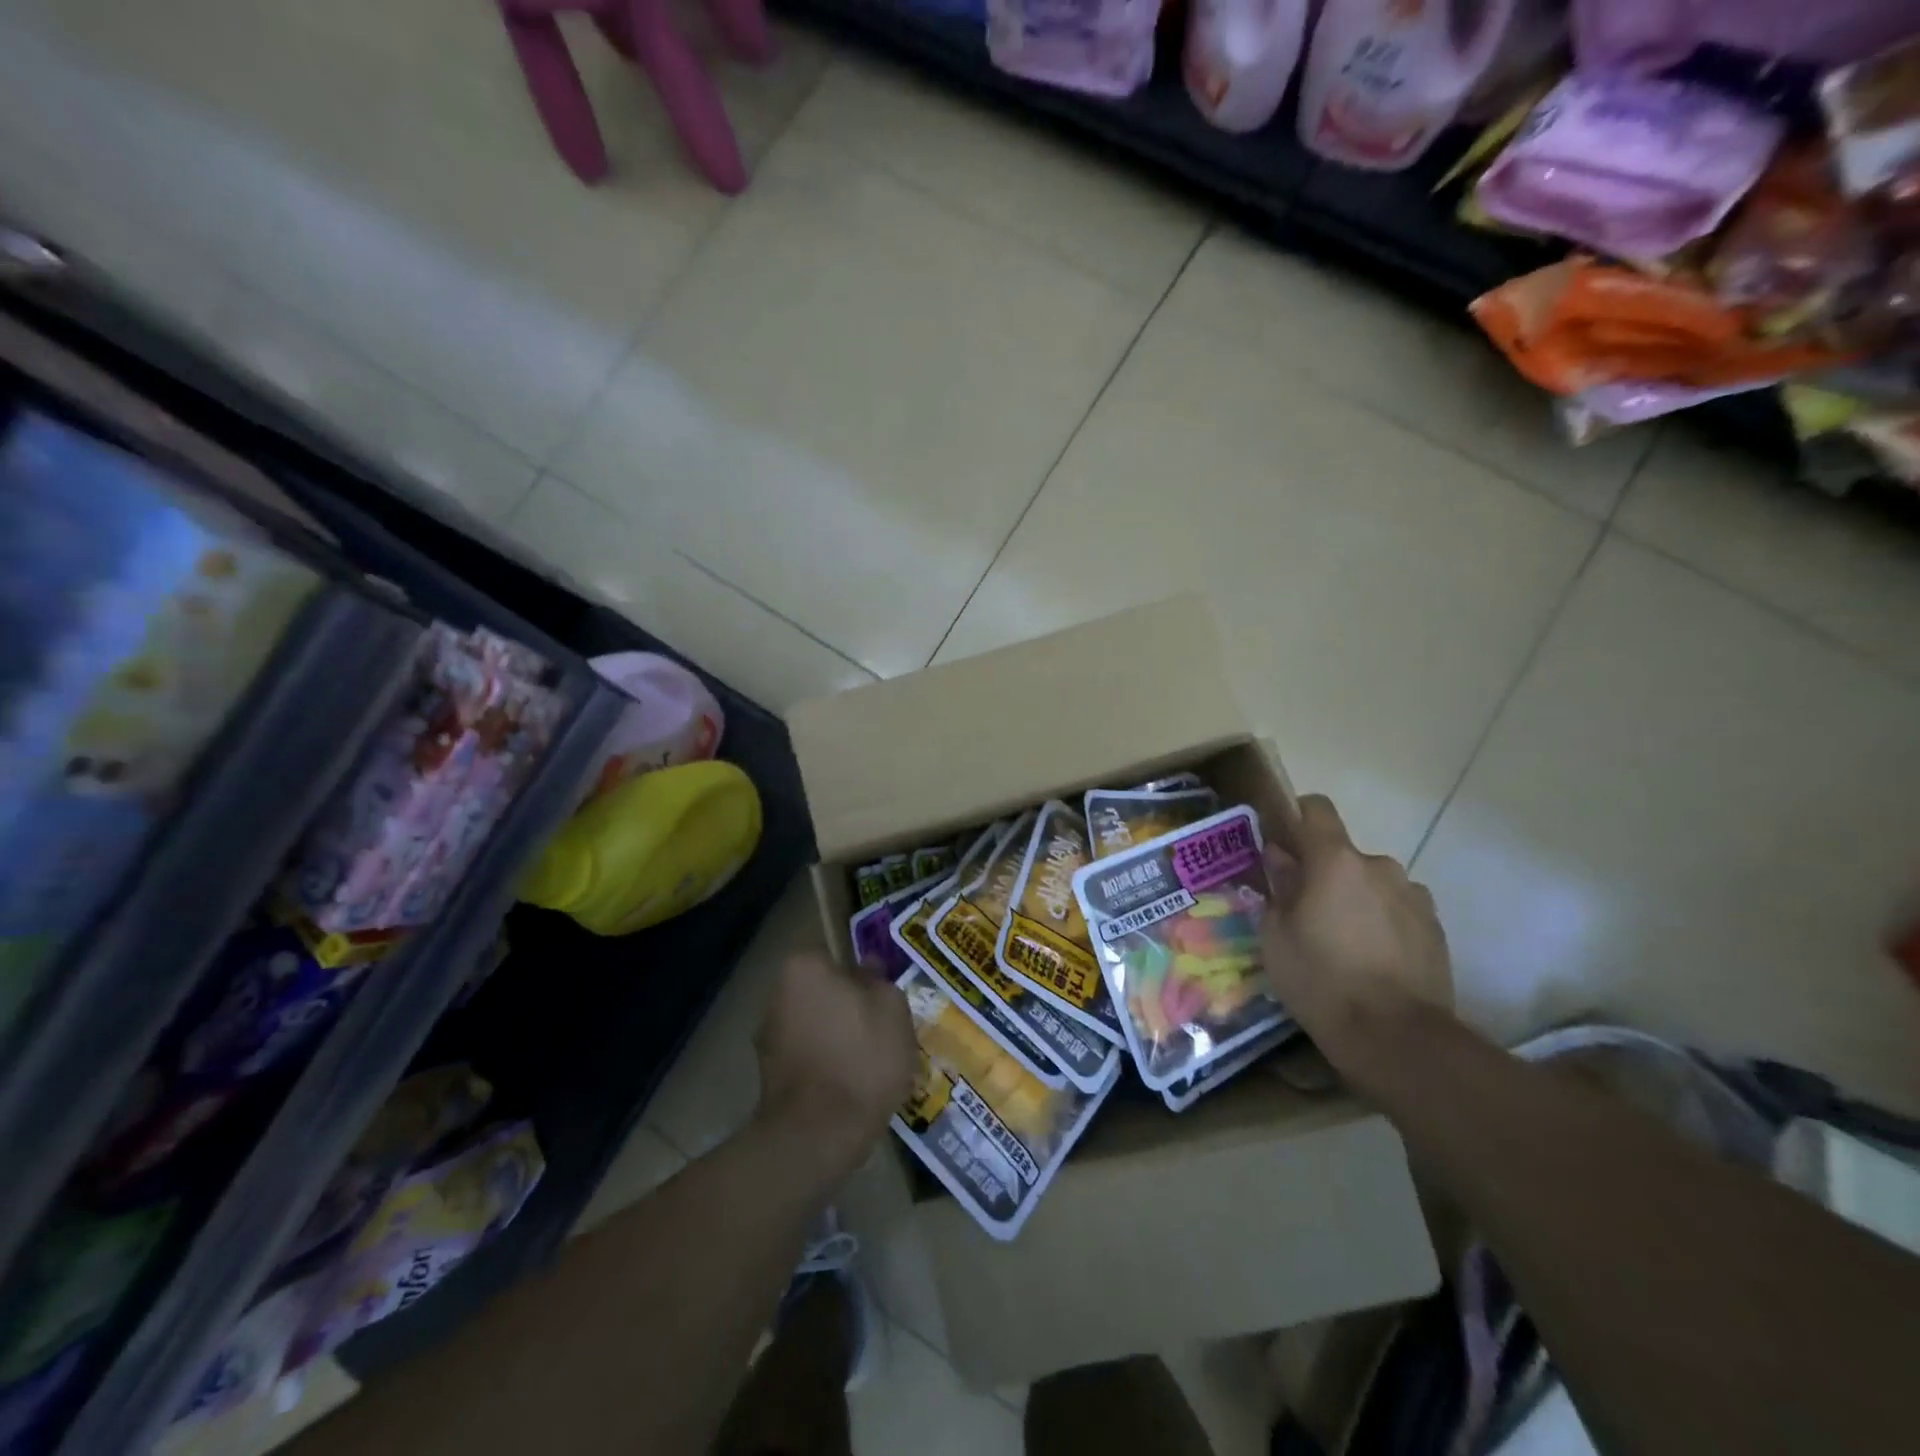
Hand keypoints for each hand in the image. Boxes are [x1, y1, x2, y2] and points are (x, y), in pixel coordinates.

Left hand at [753, 952, 915, 1181]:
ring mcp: (767, 1037)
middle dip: (846, 1005)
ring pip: (814, 1025)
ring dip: (835, 1036)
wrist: (820, 1133)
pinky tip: (850, 1085)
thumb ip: (879, 980)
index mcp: (803, 967)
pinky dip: (825, 1065)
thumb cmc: (862, 1056)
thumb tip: (867, 969)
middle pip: (821, 990)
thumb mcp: (892, 1008)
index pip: (834, 955)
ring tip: (869, 1062)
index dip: (860, 973)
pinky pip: (807, 1057)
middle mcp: (776, 994)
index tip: (880, 994)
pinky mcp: (768, 1076)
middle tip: (880, 1028)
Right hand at [1260, 796, 1452, 1075]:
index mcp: (1335, 861)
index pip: (1317, 809)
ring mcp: (1414, 897)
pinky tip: (1373, 961)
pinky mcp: (1436, 928)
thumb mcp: (1276, 935)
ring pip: (1373, 884)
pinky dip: (1383, 923)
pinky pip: (1398, 910)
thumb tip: (1281, 859)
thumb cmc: (1321, 979)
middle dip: (1325, 874)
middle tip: (1307, 913)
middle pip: (1344, 855)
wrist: (1397, 1038)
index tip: (1283, 842)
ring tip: (1344, 943)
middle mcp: (1380, 867)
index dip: (1297, 816)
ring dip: (1357, 899)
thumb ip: (1279, 887)